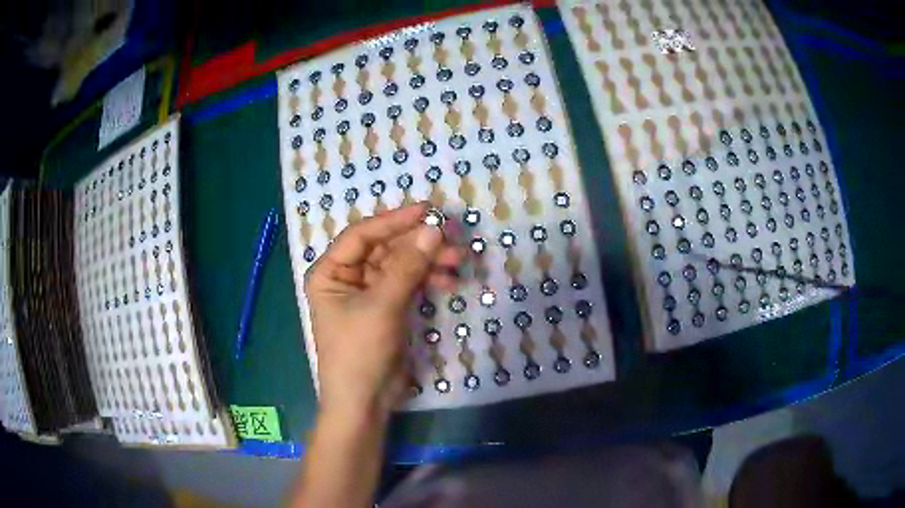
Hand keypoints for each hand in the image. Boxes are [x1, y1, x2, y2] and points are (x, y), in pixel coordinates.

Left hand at [304, 202, 460, 418]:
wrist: (365, 402)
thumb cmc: (360, 352)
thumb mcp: (381, 306)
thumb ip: (407, 266)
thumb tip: (434, 229)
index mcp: (330, 272)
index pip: (362, 235)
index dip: (394, 220)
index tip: (428, 210)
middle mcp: (347, 278)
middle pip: (385, 249)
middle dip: (418, 244)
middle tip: (451, 237)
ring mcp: (369, 293)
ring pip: (401, 266)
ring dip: (428, 262)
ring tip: (457, 261)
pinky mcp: (388, 308)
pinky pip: (409, 285)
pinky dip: (428, 281)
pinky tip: (449, 281)